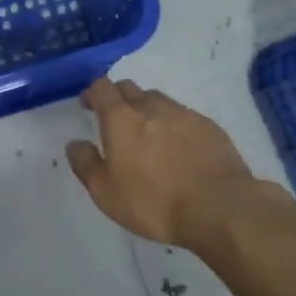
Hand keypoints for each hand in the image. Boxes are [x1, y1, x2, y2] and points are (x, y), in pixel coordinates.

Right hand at [66, 78, 253, 248]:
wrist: (220, 207)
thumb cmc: (155, 203)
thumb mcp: (106, 193)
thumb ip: (86, 164)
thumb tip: (75, 143)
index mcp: (121, 119)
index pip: (101, 88)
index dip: (92, 92)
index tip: (88, 104)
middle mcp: (151, 107)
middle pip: (129, 88)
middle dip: (118, 97)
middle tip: (116, 119)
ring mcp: (183, 114)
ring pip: (158, 99)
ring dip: (147, 109)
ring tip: (149, 132)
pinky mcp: (209, 126)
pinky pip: (184, 116)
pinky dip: (174, 124)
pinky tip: (179, 146)